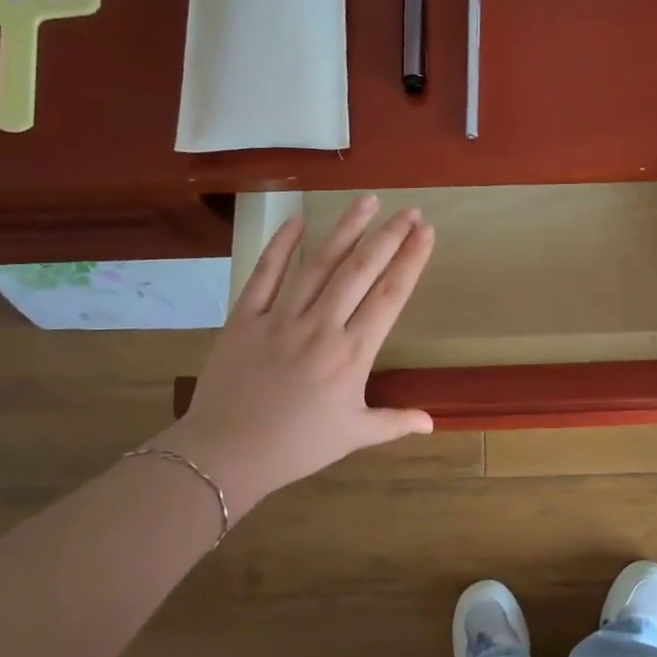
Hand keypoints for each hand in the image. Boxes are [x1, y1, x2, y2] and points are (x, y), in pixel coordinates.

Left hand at [161, 196, 434, 518]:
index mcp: (352, 354)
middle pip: (360, 270)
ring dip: (345, 230)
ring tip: (367, 202)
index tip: (426, 232)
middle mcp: (321, 326)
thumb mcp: (353, 436)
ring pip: (319, 264)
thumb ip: (394, 422)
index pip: (390, 296)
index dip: (411, 260)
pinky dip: (280, 247)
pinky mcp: (244, 318)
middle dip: (388, 236)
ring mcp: (280, 318)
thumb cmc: (296, 447)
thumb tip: (431, 422)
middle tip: (409, 210)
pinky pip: (264, 275)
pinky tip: (297, 221)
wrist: (226, 454)